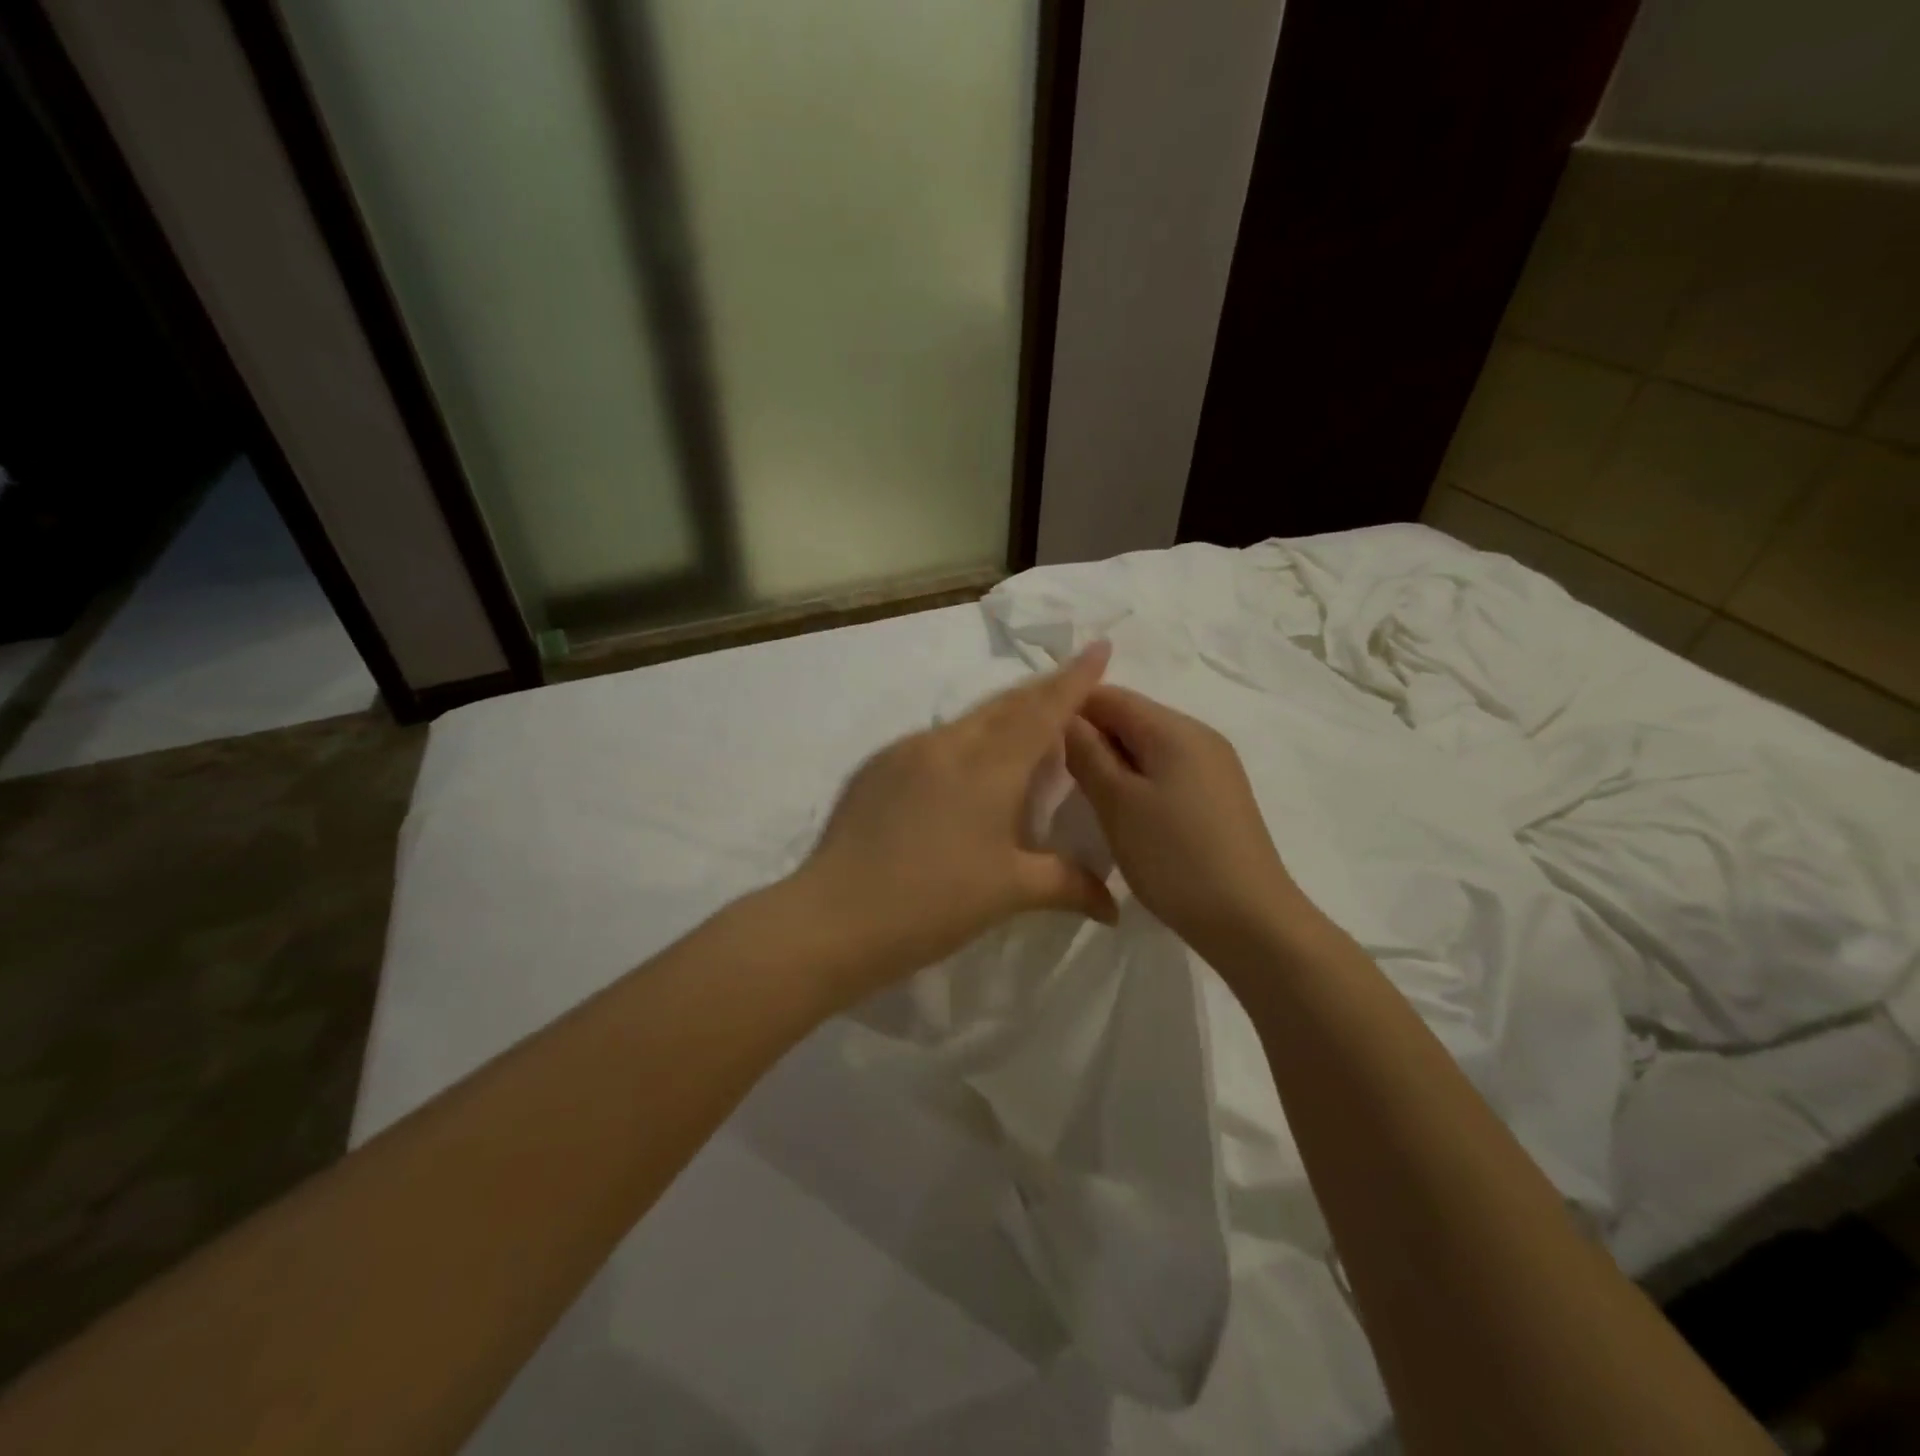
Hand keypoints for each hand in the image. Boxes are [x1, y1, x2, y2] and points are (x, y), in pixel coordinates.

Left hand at [795, 645, 1119, 1002]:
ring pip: (968, 721)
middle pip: (1005, 705)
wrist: (834, 918)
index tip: (1099, 646)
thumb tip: (1115, 905)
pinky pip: (934, 741)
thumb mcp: (1009, 893)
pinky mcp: (877, 767)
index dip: (1074, 679)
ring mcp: (906, 751)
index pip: (1042, 710)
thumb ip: (1068, 885)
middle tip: (1071, 687)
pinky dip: (965, 743)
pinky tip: (966, 771)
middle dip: (1042, 691)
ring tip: (1025, 732)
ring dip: (1003, 717)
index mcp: (988, 766)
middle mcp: (948, 744)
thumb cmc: (933, 904)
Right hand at [1064, 685, 1302, 962]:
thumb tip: (1065, 717)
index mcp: (1175, 728)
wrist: (1250, 921)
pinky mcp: (1219, 796)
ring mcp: (1214, 766)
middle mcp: (1199, 735)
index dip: (1070, 711)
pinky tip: (1126, 814)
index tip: (1038, 744)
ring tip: (1087, 798)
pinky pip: (1167, 771)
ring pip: (1147, 747)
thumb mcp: (1117, 803)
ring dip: (1113, 764)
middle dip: (1092, 739)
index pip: (1110, 696)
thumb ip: (1087, 753)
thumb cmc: (1175, 857)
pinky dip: (1138, 782)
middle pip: (1131, 718)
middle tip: (1058, 776)